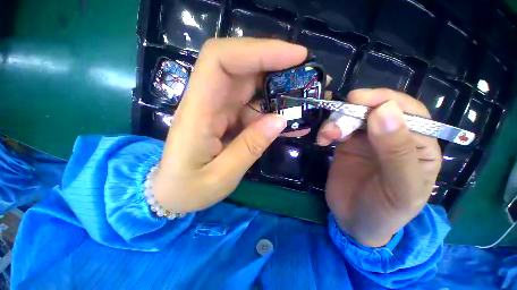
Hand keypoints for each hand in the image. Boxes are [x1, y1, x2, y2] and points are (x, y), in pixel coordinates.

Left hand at [153, 38, 307, 212]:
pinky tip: (290, 119)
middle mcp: (206, 102)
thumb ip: (249, 147)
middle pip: (239, 65)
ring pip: (249, 84)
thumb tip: (280, 120)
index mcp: (197, 112)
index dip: (257, 50)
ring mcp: (217, 109)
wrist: (172, 192)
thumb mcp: (221, 176)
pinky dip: (273, 109)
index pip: (220, 60)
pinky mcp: (226, 118)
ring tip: (304, 96)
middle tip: (306, 73)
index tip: (294, 56)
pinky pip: (252, 106)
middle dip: (274, 62)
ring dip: (277, 86)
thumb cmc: (188, 189)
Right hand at [318, 89, 441, 246]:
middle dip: (354, 111)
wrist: (354, 222)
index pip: (410, 112)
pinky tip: (322, 140)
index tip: (358, 99)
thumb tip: (384, 110)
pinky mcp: (346, 145)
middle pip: (376, 110)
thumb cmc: (385, 211)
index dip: (385, 100)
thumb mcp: (399, 188)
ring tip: (326, 136)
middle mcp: (393, 137)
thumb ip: (397, 151)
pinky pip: (337, 128)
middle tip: (336, 120)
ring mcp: (367, 140)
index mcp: (419, 146)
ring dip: (336, 121)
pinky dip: (327, 130)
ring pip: (353, 117)